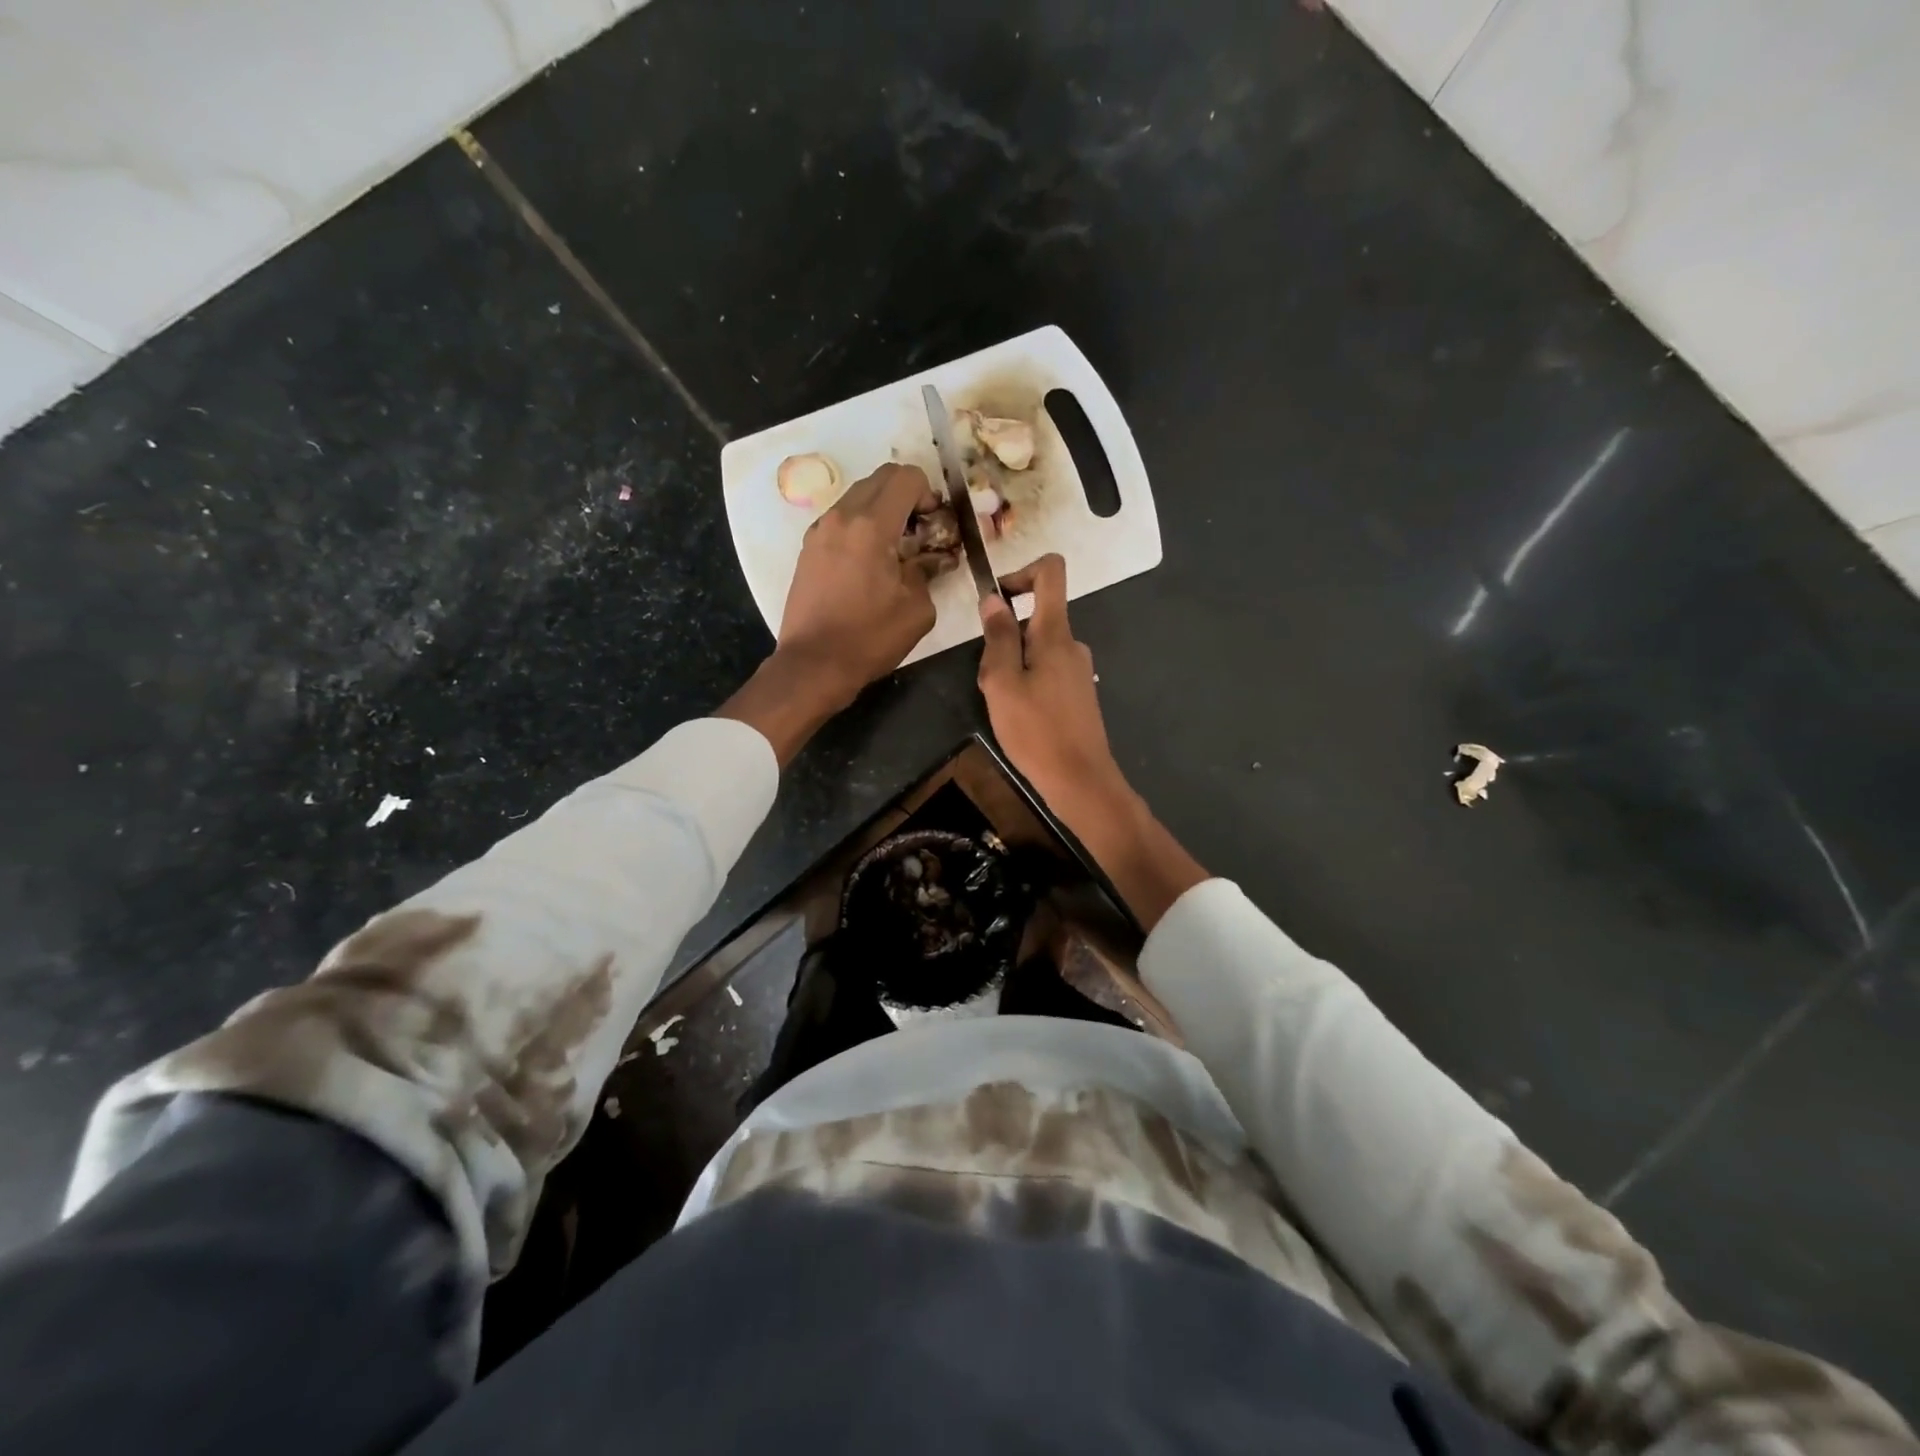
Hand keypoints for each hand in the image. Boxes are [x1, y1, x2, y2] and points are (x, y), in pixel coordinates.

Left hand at [779, 463, 944, 700]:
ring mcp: (819, 531)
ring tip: (895, 548)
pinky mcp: (808, 549)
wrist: (813, 664)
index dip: (928, 493)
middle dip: (907, 495)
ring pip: (858, 496)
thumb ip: (928, 571)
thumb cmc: (869, 638)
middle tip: (920, 531)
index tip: (934, 524)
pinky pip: (841, 519)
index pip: (906, 477)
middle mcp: (841, 517)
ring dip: (882, 510)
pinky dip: (861, 525)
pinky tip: (870, 562)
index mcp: (870, 525)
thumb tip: (933, 558)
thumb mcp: (916, 608)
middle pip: (880, 478)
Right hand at [977, 554, 1124, 808]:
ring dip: (1013, 666)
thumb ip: (998, 637)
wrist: (1080, 779)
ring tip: (1002, 704)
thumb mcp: (1003, 683)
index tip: (998, 600)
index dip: (1021, 572)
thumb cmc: (1036, 731)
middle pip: (1036, 617)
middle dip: (1005, 638)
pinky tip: (1019, 717)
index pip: (1051, 572)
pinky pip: (1047, 671)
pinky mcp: (1079, 693)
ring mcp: (1079, 670)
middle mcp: (1073, 644)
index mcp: (1055, 633)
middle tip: (990, 679)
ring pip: (1037, 649)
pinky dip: (1027, 683)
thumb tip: (993, 598)